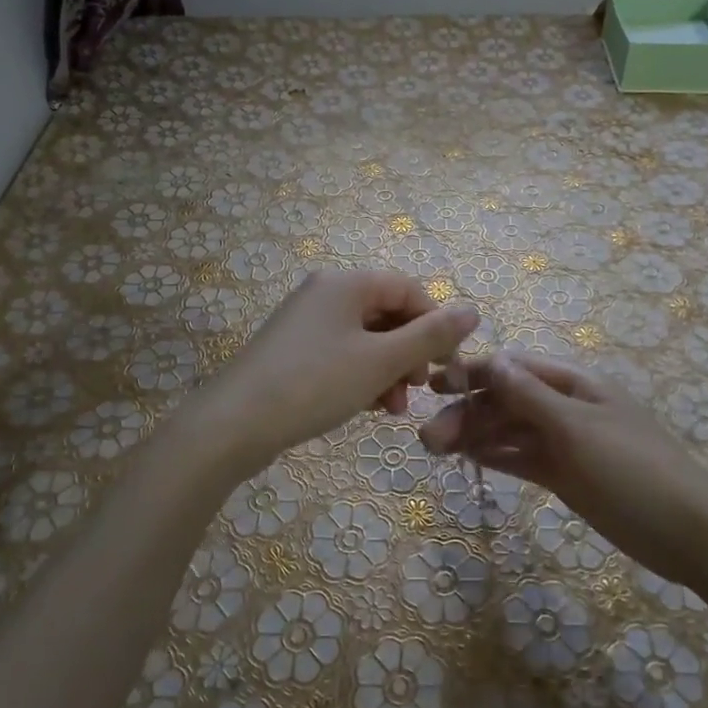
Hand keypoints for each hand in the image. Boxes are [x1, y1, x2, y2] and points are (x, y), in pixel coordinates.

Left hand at [197, 269, 477, 470]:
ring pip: (366, 338)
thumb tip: (473, 310)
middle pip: (387, 312)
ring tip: (393, 409)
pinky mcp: (293, 350)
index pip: (409, 289)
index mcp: (346, 283)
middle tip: (419, 389)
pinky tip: (367, 407)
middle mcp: (325, 292)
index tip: (447, 366)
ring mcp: (306, 322)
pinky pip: (342, 353)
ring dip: (389, 370)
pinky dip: (362, 376)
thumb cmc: (315, 383)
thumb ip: (430, 336)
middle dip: (410, 352)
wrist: (234, 424)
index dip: (436, 324)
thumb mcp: (381, 361)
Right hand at [419, 353, 707, 588]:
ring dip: (476, 436)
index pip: (515, 367)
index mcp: (575, 383)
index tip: (433, 385)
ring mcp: (566, 443)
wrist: (689, 534)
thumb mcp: (578, 428)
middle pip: (508, 400)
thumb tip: (490, 359)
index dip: (474, 372)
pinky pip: (523, 459)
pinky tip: (468, 460)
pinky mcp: (566, 475)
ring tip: (436, 450)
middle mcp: (566, 407)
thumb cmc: (634, 470)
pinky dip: (496, 457)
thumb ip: (530, 396)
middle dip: (468, 412)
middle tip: (427, 438)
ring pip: (511, 431)